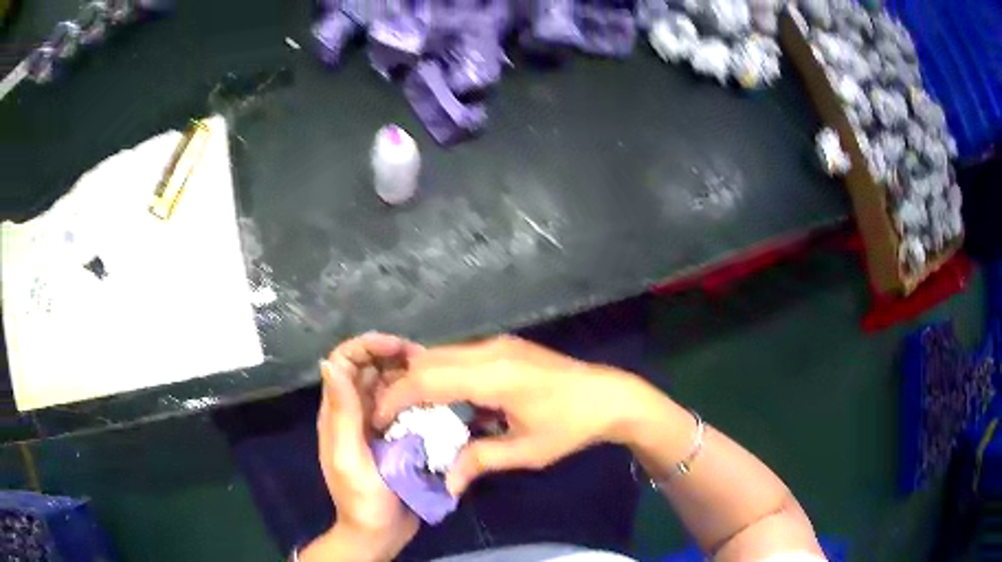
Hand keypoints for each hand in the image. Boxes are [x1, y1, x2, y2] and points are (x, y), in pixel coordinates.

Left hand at [303, 333, 422, 561]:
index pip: (344, 362)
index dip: (367, 346)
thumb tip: (329, 362)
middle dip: (393, 356)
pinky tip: (439, 400)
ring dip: (409, 375)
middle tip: (427, 360)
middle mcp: (355, 412)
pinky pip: (406, 408)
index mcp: (338, 413)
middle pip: (370, 369)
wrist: (380, 533)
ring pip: (390, 385)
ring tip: (437, 376)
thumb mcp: (348, 457)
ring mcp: (377, 425)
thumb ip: (341, 413)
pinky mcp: (396, 437)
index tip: (399, 346)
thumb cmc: (361, 498)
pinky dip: (419, 398)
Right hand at [374, 335, 659, 494]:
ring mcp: (499, 344)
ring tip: (411, 410)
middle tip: (390, 416)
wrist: (609, 396)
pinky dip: (442, 374)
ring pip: (442, 354)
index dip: (397, 398)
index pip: (427, 379)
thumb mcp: (525, 451)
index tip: (380, 420)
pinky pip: (460, 356)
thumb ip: (480, 460)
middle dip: (402, 386)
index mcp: (493, 375)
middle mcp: (490, 350)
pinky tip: (444, 400)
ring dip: (421, 378)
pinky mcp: (505, 346)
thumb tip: (446, 484)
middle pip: (428, 360)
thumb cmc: (569, 426)